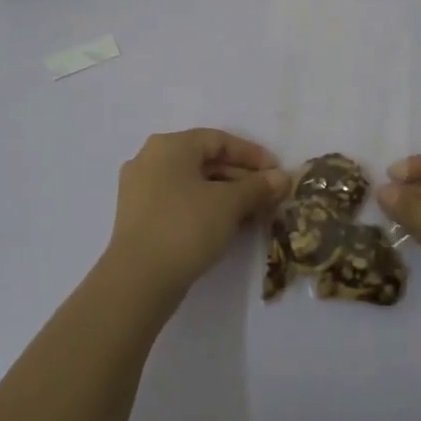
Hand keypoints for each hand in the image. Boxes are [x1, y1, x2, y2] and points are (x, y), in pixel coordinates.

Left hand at [102, 129, 289, 303]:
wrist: (138, 281)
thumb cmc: (186, 227)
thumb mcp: (229, 204)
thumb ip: (258, 186)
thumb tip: (282, 178)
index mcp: (169, 146)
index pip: (219, 140)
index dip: (252, 155)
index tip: (277, 173)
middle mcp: (150, 160)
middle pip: (205, 161)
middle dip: (242, 178)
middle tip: (270, 197)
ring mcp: (141, 190)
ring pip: (194, 184)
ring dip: (227, 196)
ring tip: (256, 214)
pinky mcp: (139, 218)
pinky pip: (181, 202)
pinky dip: (207, 209)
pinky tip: (229, 227)